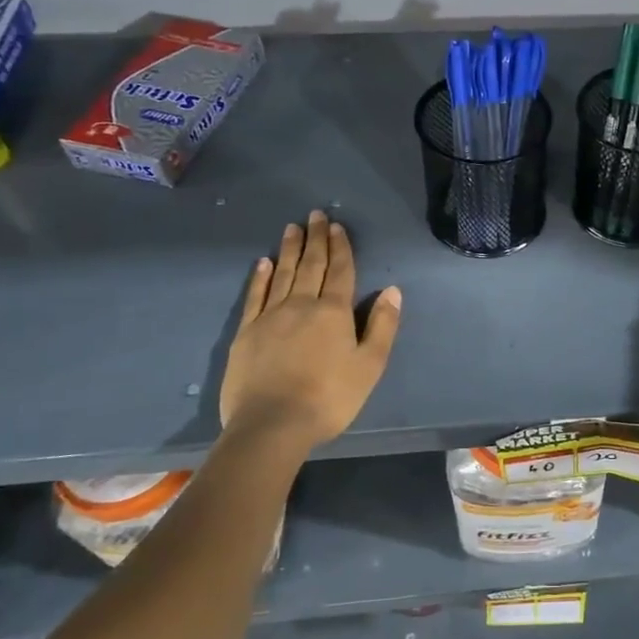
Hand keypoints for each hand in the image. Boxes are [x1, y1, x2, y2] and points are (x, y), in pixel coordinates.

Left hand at [219, 210, 402, 444]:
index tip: (338, 226)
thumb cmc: (329, 397)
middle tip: (316, 214)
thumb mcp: (369, 365)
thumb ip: (382, 326)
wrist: (271, 424)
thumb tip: (392, 291)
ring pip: (283, 274)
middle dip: (316, 239)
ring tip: (293, 228)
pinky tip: (263, 262)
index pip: (340, 271)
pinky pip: (255, 295)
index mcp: (334, 312)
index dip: (341, 248)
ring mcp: (270, 316)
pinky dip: (260, 277)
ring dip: (290, 249)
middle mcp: (302, 305)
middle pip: (311, 265)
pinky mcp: (246, 332)